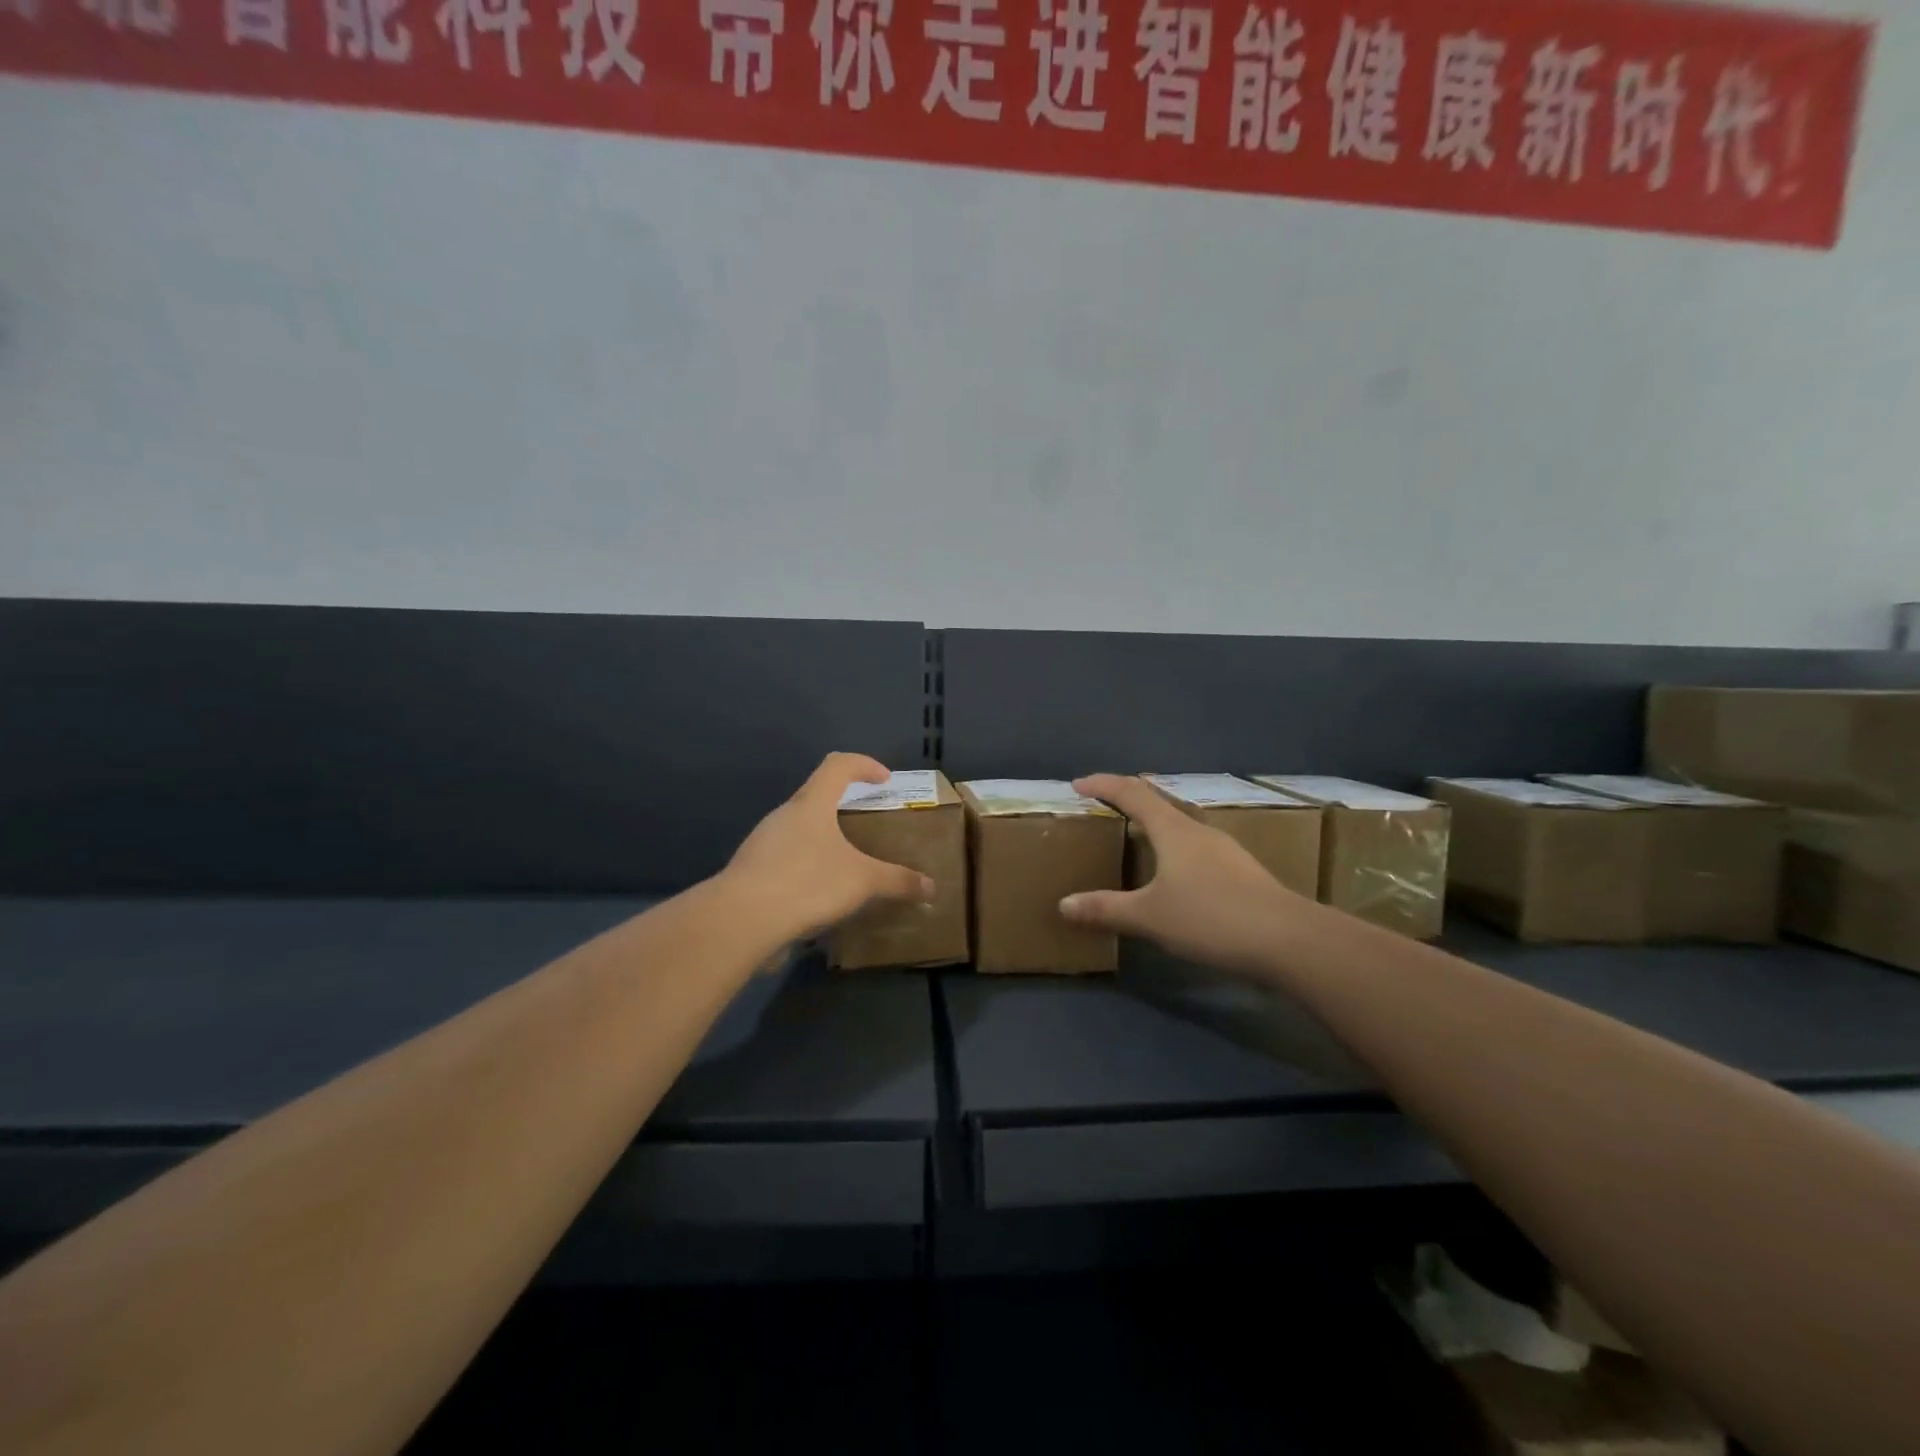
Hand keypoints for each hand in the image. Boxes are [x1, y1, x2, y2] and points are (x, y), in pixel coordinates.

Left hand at [723, 754, 935, 940]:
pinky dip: (806, 869)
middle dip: (843, 808)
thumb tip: (931, 887)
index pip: (838, 766)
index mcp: (811, 804)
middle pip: (816, 797)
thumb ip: (897, 881)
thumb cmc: (807, 883)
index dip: (864, 765)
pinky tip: (819, 897)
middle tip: (866, 827)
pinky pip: (785, 860)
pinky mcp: (751, 872)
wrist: (740, 920)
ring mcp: (762, 843)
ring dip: (823, 841)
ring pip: (799, 830)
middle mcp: (784, 816)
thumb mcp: (862, 881)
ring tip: (846, 866)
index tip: (884, 779)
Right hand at [1059, 773, 1319, 974]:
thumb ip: (1106, 909)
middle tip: (1105, 804)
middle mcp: (1198, 831)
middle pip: (1159, 802)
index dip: (1104, 784)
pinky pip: (1196, 847)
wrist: (1289, 940)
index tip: (1079, 784)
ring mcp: (1224, 850)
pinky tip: (1175, 873)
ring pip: (1181, 825)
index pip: (1132, 793)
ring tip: (1137, 836)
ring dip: (1155, 823)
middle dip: (1130, 798)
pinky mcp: (1241, 872)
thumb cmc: (1211, 918)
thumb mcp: (1150, 917)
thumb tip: (1063, 904)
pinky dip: (1174, 847)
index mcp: (1173, 830)